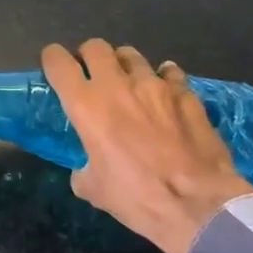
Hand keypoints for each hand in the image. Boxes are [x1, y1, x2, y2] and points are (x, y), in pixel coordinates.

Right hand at [42, 39, 252, 252]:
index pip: (58, 62)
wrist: (200, 205)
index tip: (55, 68)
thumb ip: (84, 168)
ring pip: (131, 55)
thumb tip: (88, 168)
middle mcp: (117, 86)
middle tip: (91, 76)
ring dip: (124, 66)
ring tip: (128, 84)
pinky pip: (169, 72)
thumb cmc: (137, 198)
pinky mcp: (186, 93)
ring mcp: (155, 85)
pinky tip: (164, 93)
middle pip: (95, 47)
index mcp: (86, 106)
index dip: (52, 59)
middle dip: (88, 56)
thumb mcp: (94, 189)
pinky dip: (162, 78)